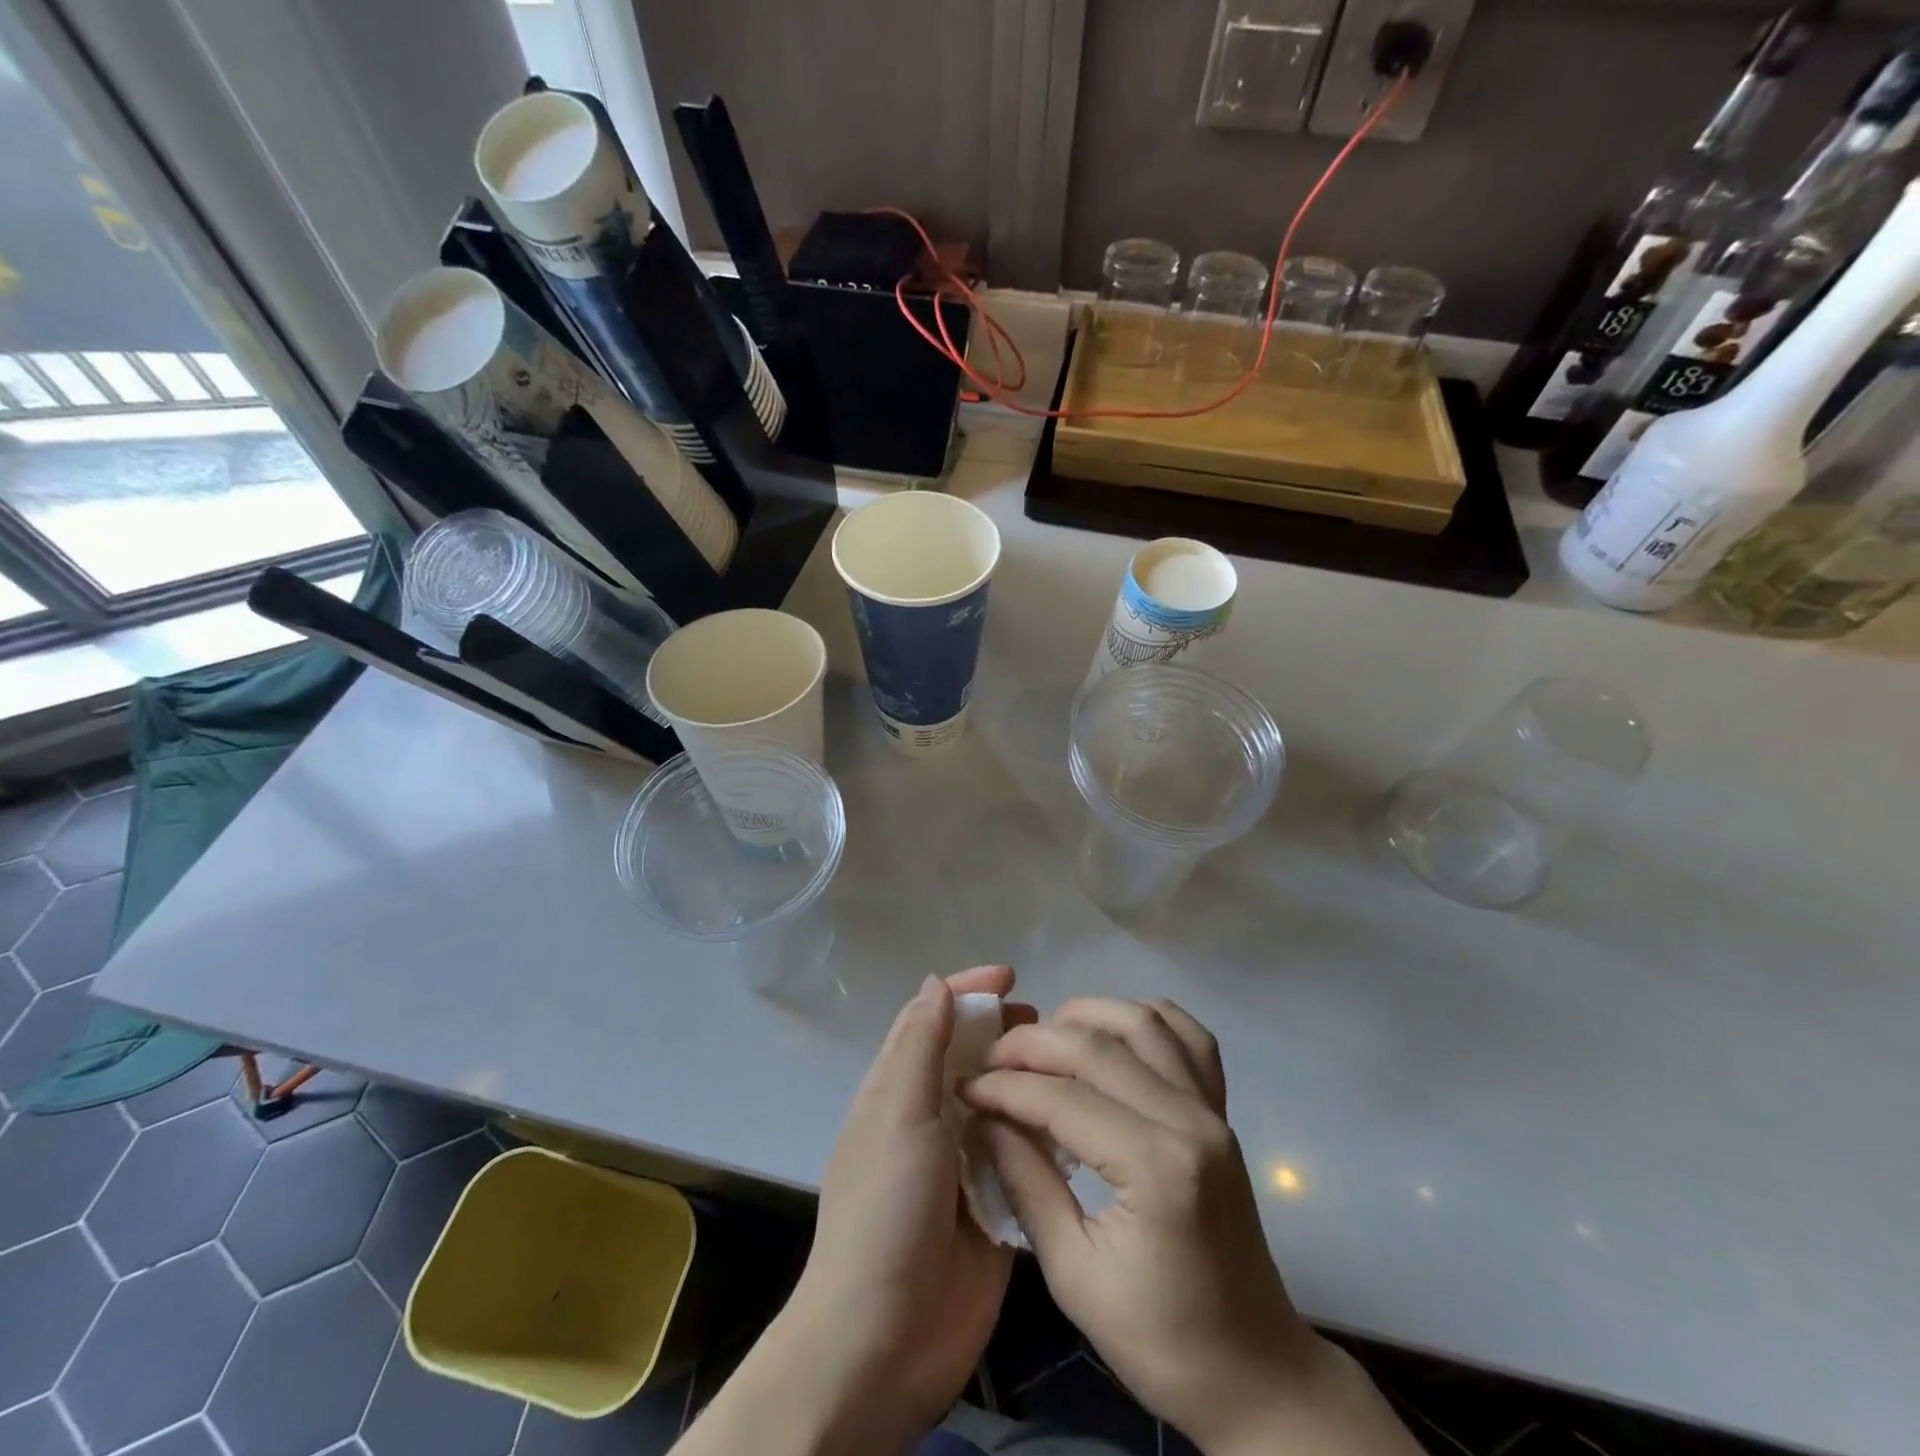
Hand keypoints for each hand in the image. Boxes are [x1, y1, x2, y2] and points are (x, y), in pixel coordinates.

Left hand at [775, 965, 1033, 1445]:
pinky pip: (1020, 1154)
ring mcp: (961, 1162)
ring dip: (1027, 1079)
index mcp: (897, 1090)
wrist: (885, 1340)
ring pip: (1000, 1101)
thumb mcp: (897, 1115)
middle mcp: (929, 1117)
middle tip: (1048, 1023)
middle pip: (969, 1055)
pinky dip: (1042, 1132)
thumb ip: (918, 1047)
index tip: (1011, 974)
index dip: (967, 990)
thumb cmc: (885, 1210)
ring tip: (1069, 1065)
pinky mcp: (992, 1204)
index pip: (931, 1019)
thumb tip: (937, 983)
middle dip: (1003, 1030)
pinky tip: (1077, 1119)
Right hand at [963, 998, 1419, 1455]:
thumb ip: (1027, 1184)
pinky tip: (1110, 1032)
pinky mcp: (1221, 1110)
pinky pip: (1189, 1036)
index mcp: (1156, 1168)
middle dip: (1032, 1044)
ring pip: (1143, 1021)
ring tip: (1043, 1040)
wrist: (1256, 1372)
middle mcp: (1189, 1120)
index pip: (1063, 1098)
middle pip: (1097, 1046)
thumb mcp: (1074, 1275)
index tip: (965, 1087)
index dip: (1004, 1087)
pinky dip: (1144, 1017)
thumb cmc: (1162, 1341)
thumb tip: (985, 1121)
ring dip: (1085, 1016)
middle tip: (991, 1060)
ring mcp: (1212, 1109)